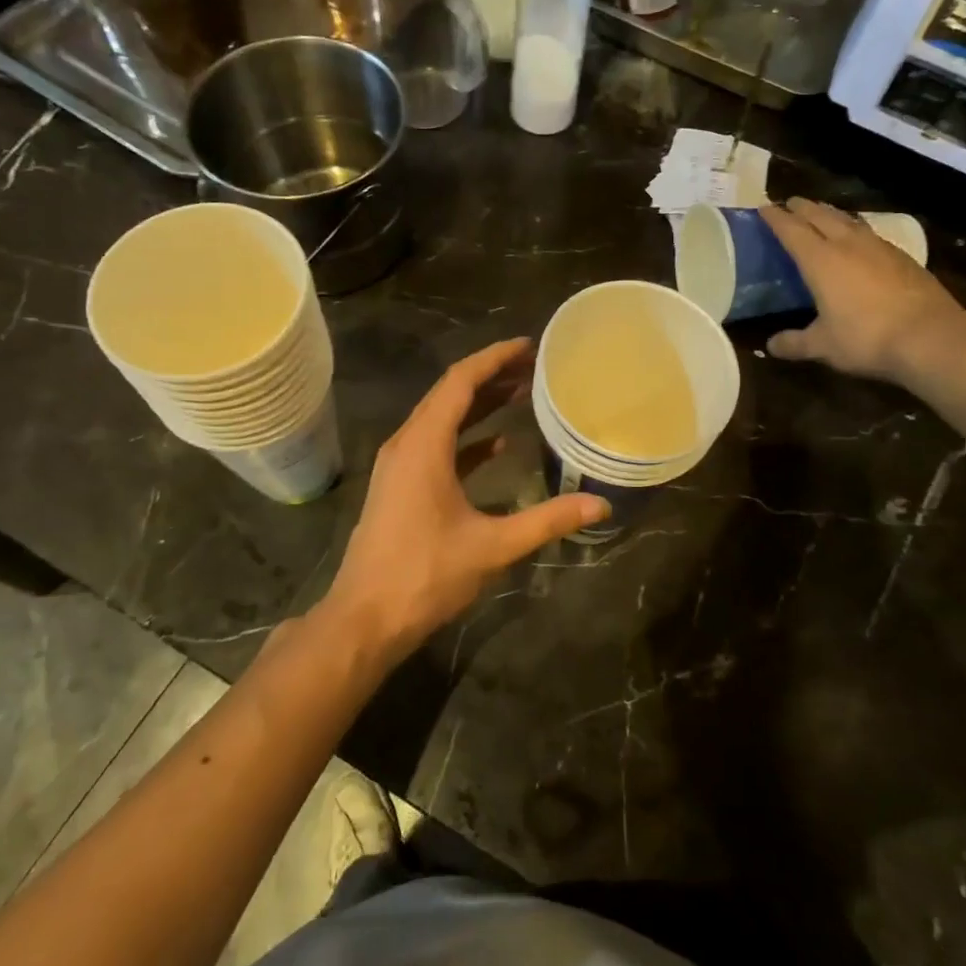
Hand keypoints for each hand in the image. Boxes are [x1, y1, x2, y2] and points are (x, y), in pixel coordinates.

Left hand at [321, 339, 607, 660]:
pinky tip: (498, 445)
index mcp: (424, 445)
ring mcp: (400, 466)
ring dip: (479, 405)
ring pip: (443, 420)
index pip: (460, 382)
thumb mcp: (492, 547)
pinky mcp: (401, 487)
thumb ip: (547, 521)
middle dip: (492, 376)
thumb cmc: (425, 575)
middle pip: (451, 394)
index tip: (529, 346)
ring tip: (522, 394)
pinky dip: (467, 439)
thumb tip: (600, 504)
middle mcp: (407, 444)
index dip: (494, 358)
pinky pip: (437, 447)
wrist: (365, 618)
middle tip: (535, 367)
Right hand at [761, 198, 965, 383]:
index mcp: (820, 261)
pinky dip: (855, 229)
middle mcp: (848, 245)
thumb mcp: (823, 346)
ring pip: (848, 221)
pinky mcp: (902, 257)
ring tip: (821, 212)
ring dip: (830, 213)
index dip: (776, 218)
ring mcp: (879, 248)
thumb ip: (794, 343)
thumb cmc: (866, 338)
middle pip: (821, 216)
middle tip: (790, 203)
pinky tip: (859, 238)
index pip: (792, 231)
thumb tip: (771, 345)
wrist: (931, 336)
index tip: (763, 207)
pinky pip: (870, 233)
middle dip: (803, 208)